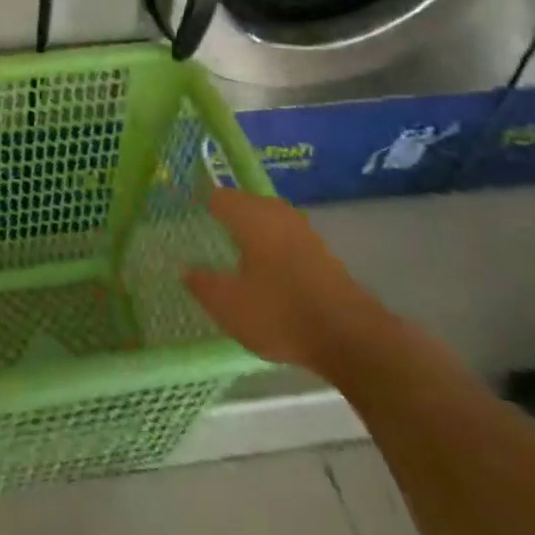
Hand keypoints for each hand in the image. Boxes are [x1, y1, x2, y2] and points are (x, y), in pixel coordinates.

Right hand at [184, 189, 389, 380]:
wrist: (351, 337)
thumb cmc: (280, 313)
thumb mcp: (229, 305)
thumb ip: (202, 283)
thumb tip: (183, 267)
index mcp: (251, 217)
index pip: (218, 196)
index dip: (198, 199)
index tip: (183, 205)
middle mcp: (277, 214)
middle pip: (244, 202)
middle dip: (225, 210)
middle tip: (204, 222)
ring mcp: (303, 232)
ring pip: (267, 218)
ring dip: (249, 226)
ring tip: (231, 242)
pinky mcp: (321, 253)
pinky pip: (284, 236)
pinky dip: (269, 243)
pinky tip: (263, 264)